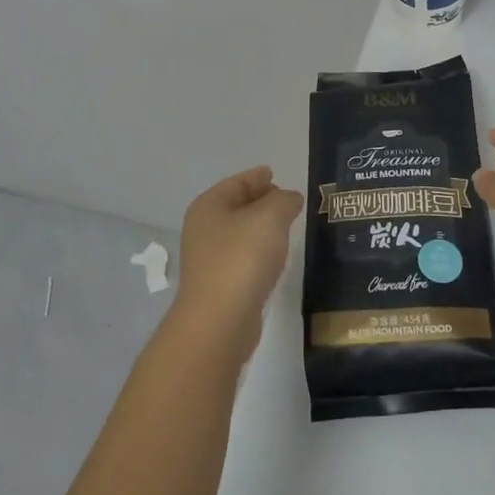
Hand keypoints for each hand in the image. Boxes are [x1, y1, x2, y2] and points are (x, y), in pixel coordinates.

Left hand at [172, 166, 304, 357]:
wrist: (219, 321)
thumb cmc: (242, 259)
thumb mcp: (270, 217)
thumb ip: (284, 201)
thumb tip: (290, 198)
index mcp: (209, 206)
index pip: (237, 182)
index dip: (258, 176)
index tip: (275, 173)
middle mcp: (204, 229)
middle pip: (237, 206)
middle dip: (262, 200)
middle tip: (288, 199)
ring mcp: (209, 259)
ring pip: (240, 233)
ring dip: (261, 227)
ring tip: (287, 225)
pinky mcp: (220, 285)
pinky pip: (243, 256)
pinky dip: (259, 250)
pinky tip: (275, 255)